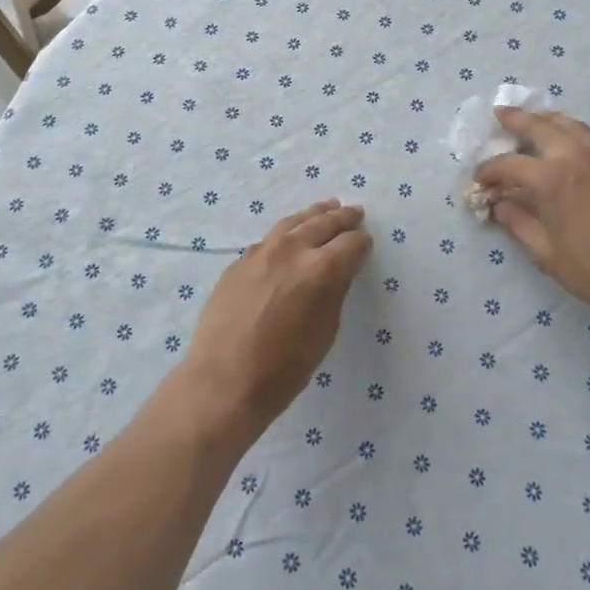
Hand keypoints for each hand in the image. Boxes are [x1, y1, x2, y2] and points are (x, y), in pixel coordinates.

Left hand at [177, 200, 371, 438]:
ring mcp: (260, 252)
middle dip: (342, 217)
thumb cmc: (284, 368)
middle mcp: (291, 250)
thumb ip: (335, 292)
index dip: (361, 243)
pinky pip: (268, 239)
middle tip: (354, 211)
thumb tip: (341, 269)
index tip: (366, 243)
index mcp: (320, 269)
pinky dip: (286, 233)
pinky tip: (289, 237)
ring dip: (313, 215)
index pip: (350, 243)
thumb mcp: (325, 332)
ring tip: (326, 208)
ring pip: (292, 222)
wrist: (223, 381)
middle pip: (322, 223)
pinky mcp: (239, 262)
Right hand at [474, 108, 589, 323]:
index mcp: (550, 178)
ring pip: (568, 123)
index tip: (479, 181)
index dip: (488, 171)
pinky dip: (569, 129)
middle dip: (515, 119)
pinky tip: (565, 140)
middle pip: (539, 126)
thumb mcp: (547, 253)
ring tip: (532, 118)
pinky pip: (587, 134)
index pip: (508, 164)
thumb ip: (518, 223)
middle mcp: (573, 156)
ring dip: (545, 118)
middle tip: (499, 114)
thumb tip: (498, 205)